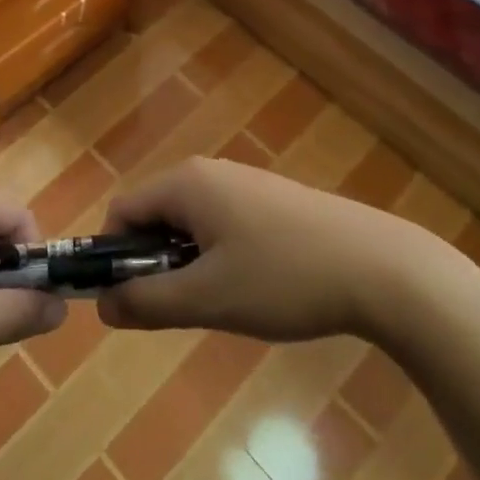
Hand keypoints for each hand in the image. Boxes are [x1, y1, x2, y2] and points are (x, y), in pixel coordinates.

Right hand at [97, 156, 420, 341]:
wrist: (378, 266)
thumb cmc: (283, 278)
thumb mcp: (208, 299)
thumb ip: (147, 302)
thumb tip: (102, 306)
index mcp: (185, 184)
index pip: (122, 212)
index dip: (113, 257)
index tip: (130, 302)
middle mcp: (209, 172)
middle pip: (155, 216)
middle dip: (154, 262)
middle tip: (183, 308)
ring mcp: (243, 182)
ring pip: (191, 223)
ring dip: (189, 263)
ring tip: (224, 303)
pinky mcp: (271, 199)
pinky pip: (222, 223)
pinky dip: (220, 255)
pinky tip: (256, 287)